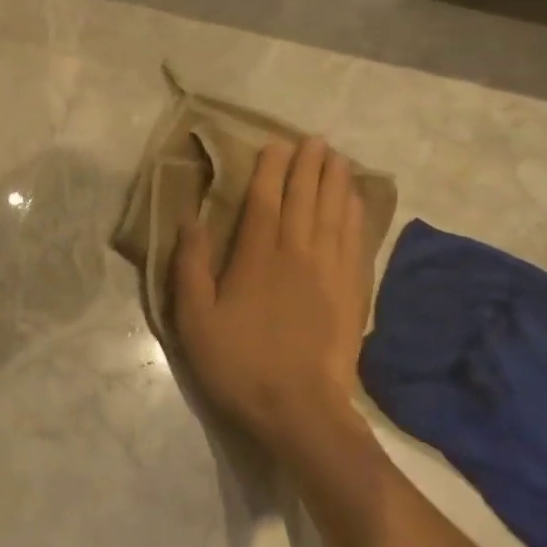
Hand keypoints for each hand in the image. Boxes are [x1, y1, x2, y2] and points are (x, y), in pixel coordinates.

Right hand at [173, 137, 370, 453]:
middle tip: (313, 140)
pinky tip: (356, 201)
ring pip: (335, 213)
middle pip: (306, 198)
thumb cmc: (238, 364)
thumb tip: (190, 220)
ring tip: (337, 157)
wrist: (298, 407)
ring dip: (336, 181)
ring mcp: (330, 271)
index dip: (270, 170)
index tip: (275, 145)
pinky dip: (357, 214)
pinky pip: (356, 240)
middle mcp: (298, 253)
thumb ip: (190, 268)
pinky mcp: (352, 291)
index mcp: (257, 258)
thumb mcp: (195, 321)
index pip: (265, 201)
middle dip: (308, 166)